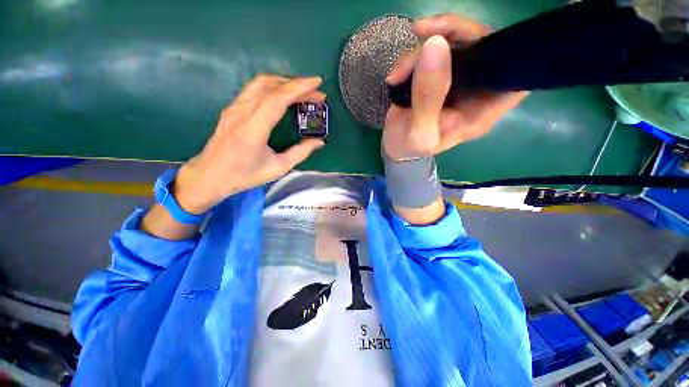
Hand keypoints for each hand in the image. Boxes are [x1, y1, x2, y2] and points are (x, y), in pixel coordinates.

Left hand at [173, 75, 325, 213]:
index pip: (277, 99)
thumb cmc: (244, 176)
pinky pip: (254, 89)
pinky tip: (283, 95)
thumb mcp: (278, 168)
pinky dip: (273, 87)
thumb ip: (300, 153)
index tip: (317, 83)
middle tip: (315, 92)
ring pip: (260, 83)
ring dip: (284, 83)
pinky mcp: (231, 108)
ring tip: (302, 92)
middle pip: (270, 85)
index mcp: (253, 129)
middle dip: (296, 85)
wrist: (209, 176)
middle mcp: (241, 112)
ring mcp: (233, 108)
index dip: (299, 88)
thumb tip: (319, 142)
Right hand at [383, 15, 528, 161]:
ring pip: (458, 42)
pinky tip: (399, 70)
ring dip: (425, 46)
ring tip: (399, 71)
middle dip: (456, 34)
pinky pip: (437, 47)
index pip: (514, 78)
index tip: (484, 44)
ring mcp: (459, 79)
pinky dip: (415, 52)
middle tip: (424, 34)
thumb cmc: (409, 147)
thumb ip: (428, 99)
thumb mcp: (417, 133)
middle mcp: (476, 90)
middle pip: (486, 47)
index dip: (510, 55)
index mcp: (481, 111)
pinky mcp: (442, 73)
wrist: (395, 146)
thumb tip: (435, 47)